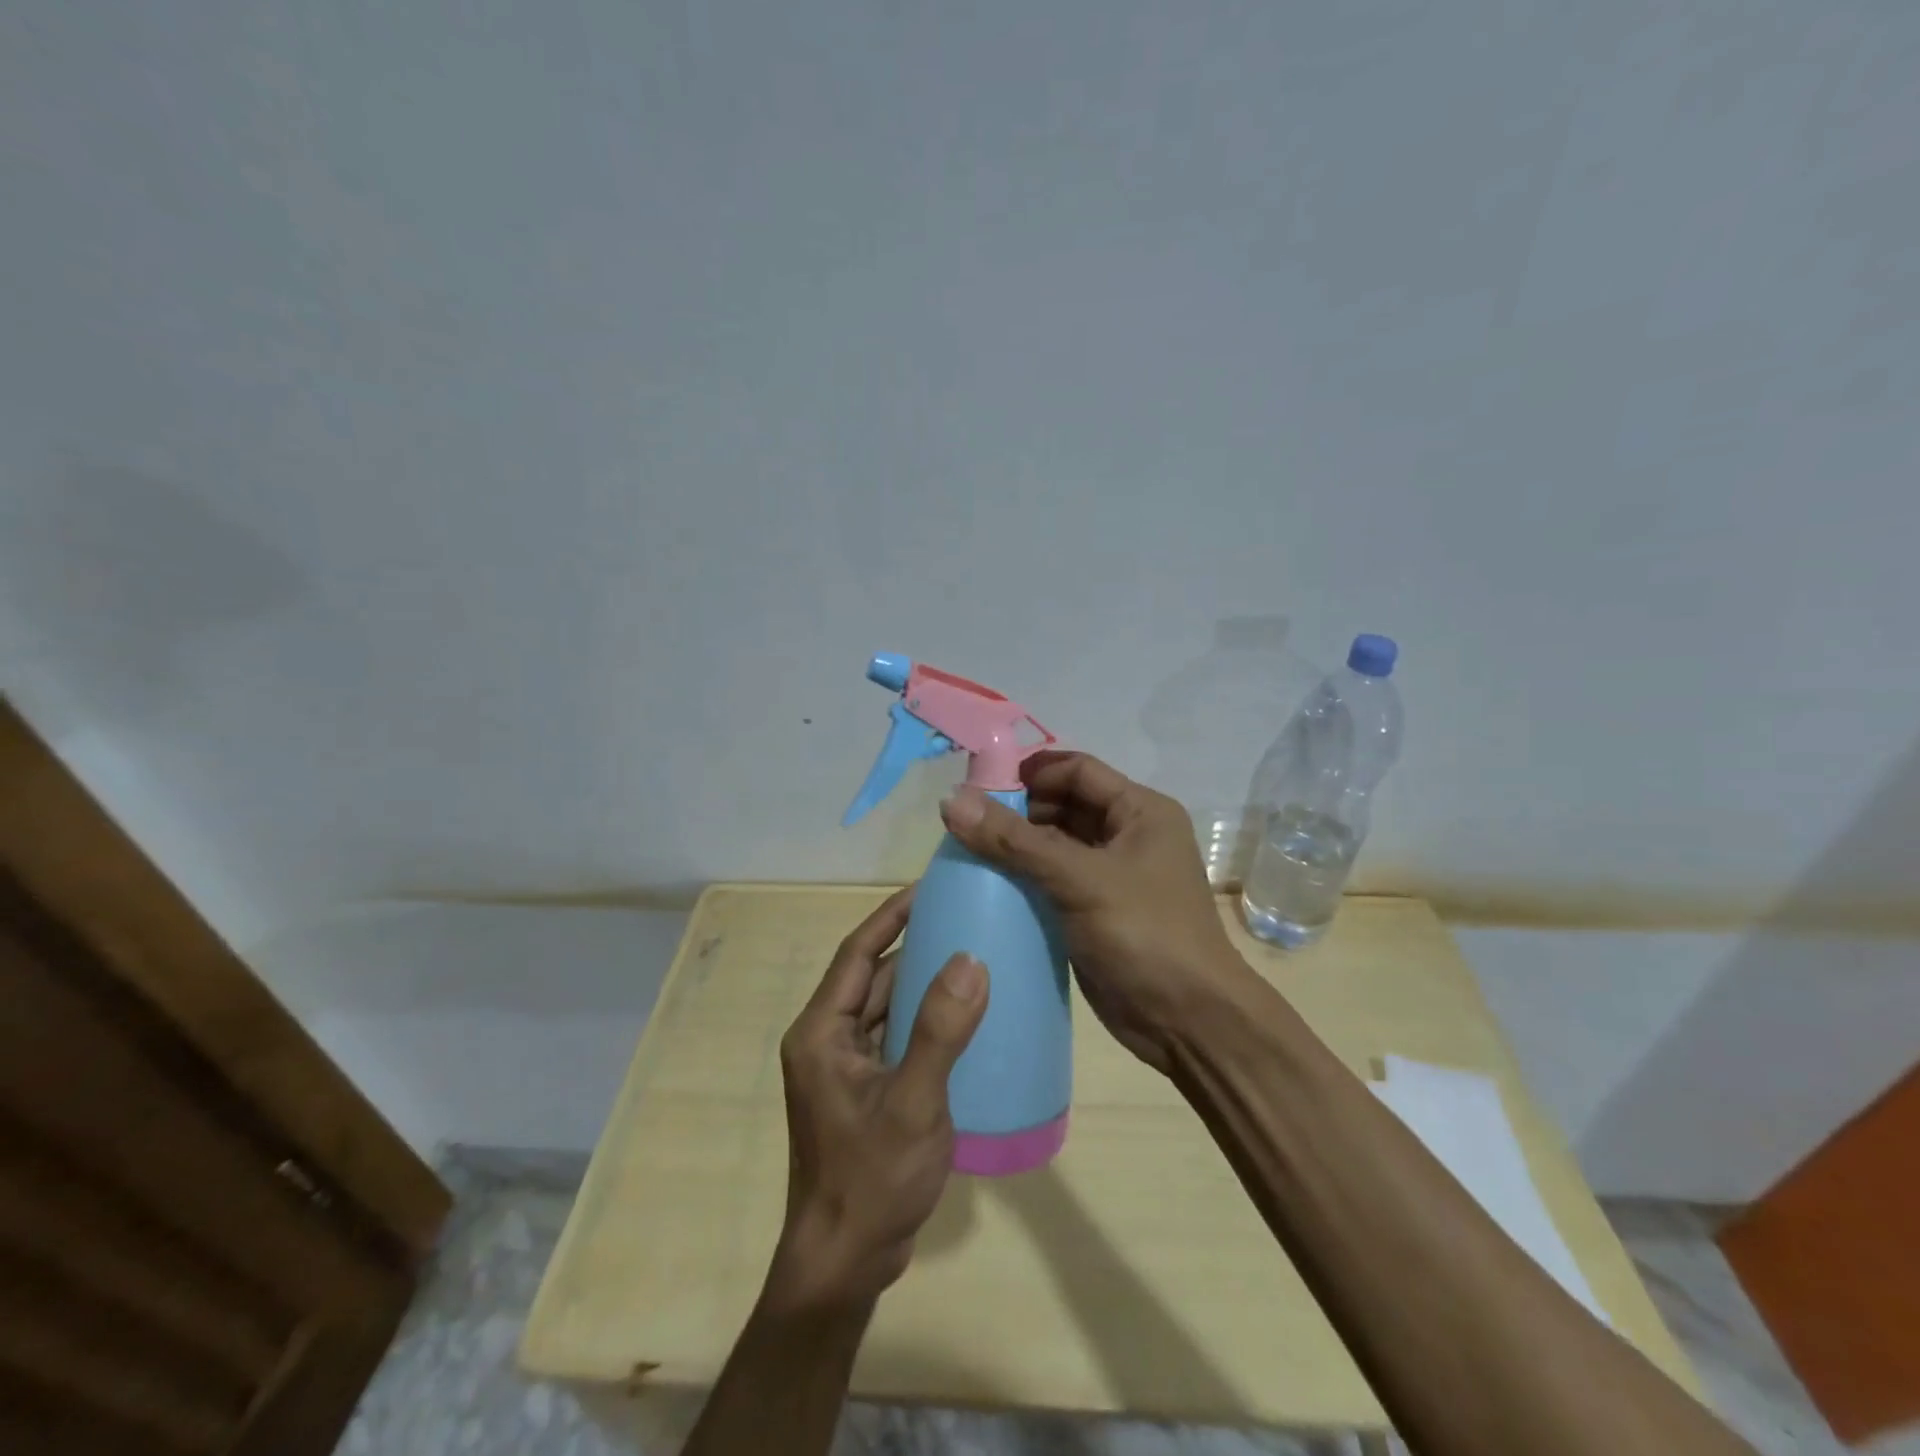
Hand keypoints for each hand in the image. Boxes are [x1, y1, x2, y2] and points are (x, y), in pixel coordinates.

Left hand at [768, 887, 988, 1312]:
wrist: (844, 1265)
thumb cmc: (871, 1180)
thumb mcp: (913, 1103)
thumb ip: (940, 1030)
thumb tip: (970, 959)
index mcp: (821, 1031)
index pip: (857, 952)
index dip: (891, 915)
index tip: (930, 886)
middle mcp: (827, 1039)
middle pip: (871, 975)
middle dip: (914, 944)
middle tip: (964, 916)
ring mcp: (845, 1067)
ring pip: (885, 1006)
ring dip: (922, 982)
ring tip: (971, 953)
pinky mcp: (865, 1090)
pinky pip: (895, 1035)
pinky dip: (924, 1018)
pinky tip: (963, 1014)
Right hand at [939, 752, 1245, 1073]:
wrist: (1188, 1022)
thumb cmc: (1145, 935)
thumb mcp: (1080, 880)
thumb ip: (1015, 840)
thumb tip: (952, 799)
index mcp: (1141, 812)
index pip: (1077, 770)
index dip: (1030, 773)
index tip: (979, 787)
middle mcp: (1128, 835)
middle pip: (1064, 805)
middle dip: (1019, 810)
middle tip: (966, 823)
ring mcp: (1112, 876)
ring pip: (1055, 844)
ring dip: (1017, 846)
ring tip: (968, 852)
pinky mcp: (1095, 911)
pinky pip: (1053, 880)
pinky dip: (1024, 879)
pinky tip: (988, 887)